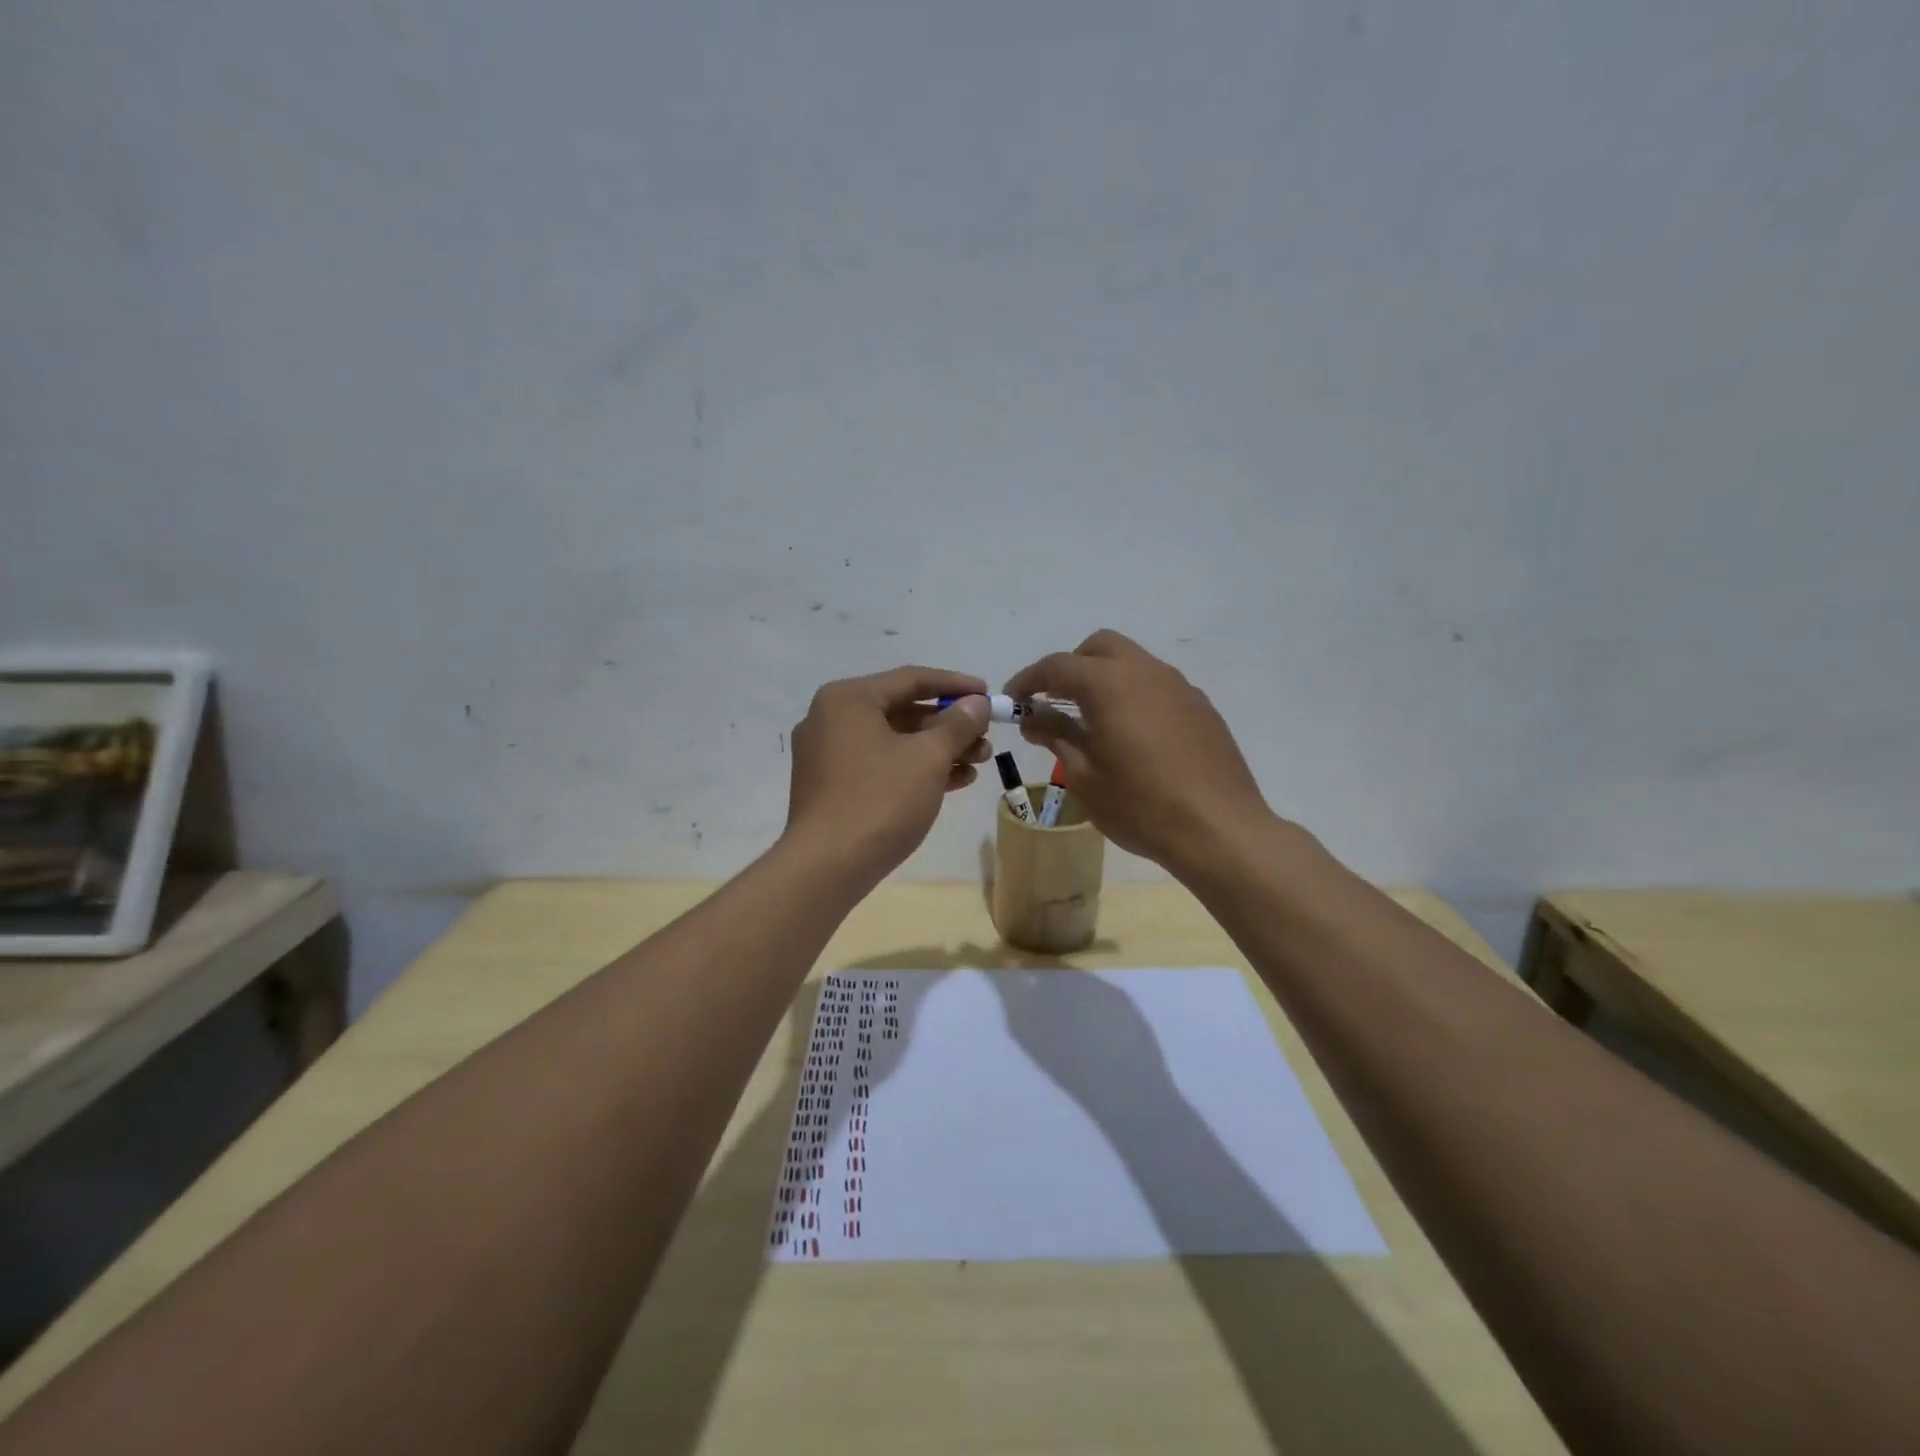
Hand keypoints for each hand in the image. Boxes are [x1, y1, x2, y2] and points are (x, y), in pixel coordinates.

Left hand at [785, 667, 992, 880]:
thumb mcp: (928, 757)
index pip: (911, 679)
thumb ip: (958, 724)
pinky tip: (955, 781)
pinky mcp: (832, 787)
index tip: (988, 694)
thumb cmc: (880, 799)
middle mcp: (832, 719)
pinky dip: (915, 769)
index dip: (955, 685)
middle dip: (950, 724)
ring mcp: (828, 755)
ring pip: (894, 741)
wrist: (827, 866)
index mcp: (848, 699)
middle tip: (987, 736)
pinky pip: (881, 766)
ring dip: (938, 749)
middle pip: (902, 710)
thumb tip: (977, 703)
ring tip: (980, 761)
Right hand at [1004, 630, 1272, 875]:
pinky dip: (1133, 695)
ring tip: (1092, 721)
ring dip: (1104, 679)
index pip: (1057, 666)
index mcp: (1109, 684)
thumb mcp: (1084, 775)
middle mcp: (1145, 671)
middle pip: (1099, 648)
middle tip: (1054, 702)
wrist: (1219, 830)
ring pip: (1132, 662)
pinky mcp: (1201, 707)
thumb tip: (1032, 717)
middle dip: (1071, 667)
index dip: (1029, 680)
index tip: (1013, 701)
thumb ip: (1056, 736)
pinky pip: (1157, 685)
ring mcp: (1179, 686)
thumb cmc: (1140, 805)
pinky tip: (1133, 736)